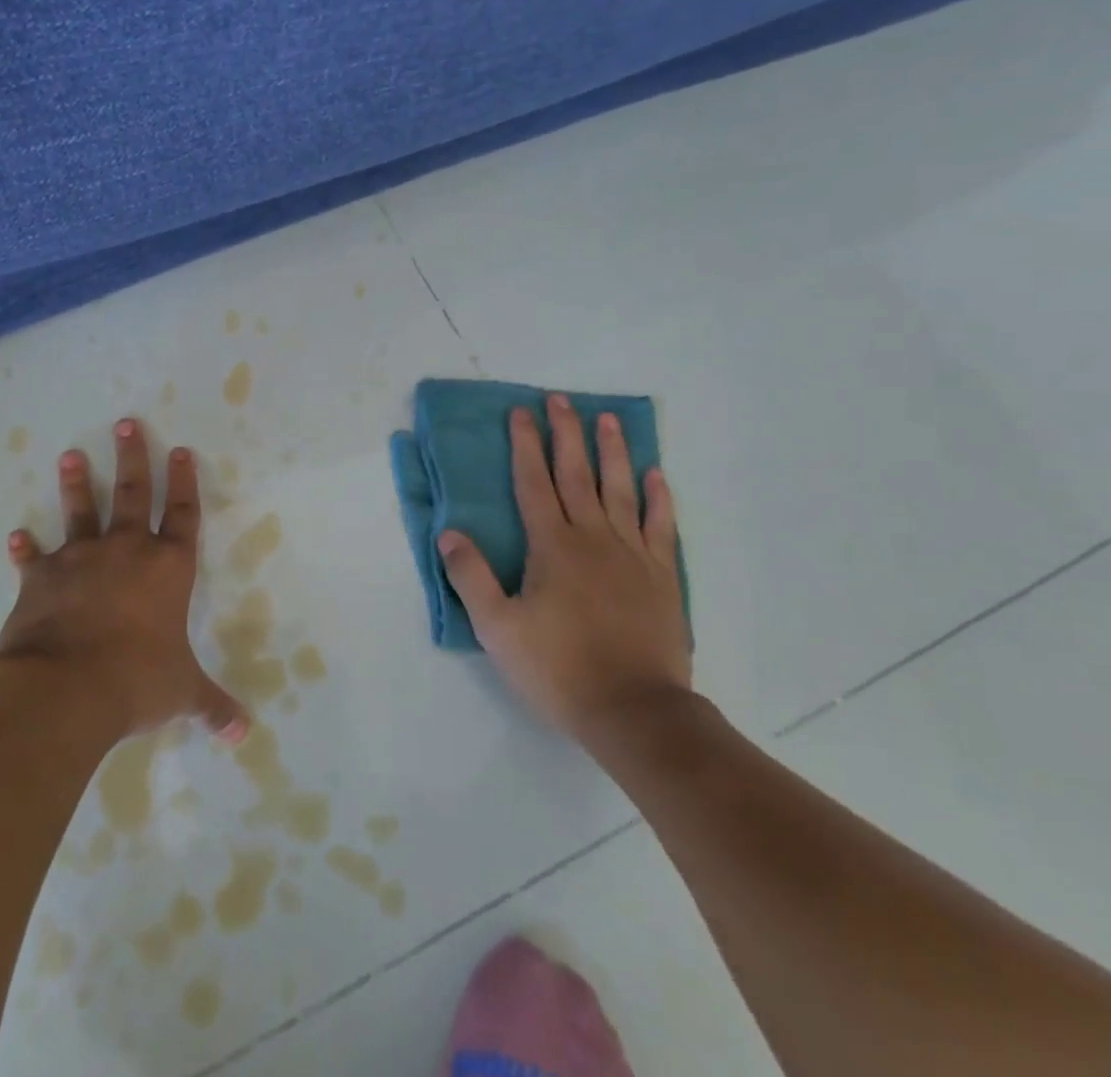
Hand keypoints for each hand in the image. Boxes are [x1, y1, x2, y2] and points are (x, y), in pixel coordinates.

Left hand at [0, 417, 248, 743]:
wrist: (65, 689)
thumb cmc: (135, 681)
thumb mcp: (181, 693)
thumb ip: (212, 706)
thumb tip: (244, 734)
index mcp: (167, 569)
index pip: (183, 514)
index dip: (184, 482)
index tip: (181, 450)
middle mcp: (126, 552)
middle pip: (133, 493)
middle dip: (133, 457)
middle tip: (126, 423)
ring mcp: (81, 560)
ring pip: (81, 511)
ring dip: (77, 483)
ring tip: (70, 455)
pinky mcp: (41, 579)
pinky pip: (34, 559)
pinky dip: (25, 549)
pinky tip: (16, 537)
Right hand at [438, 395, 690, 752]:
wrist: (634, 711)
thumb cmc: (558, 668)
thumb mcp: (497, 628)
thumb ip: (470, 576)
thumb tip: (448, 533)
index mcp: (552, 546)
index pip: (534, 483)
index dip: (525, 445)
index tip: (520, 413)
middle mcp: (593, 538)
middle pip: (576, 474)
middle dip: (565, 433)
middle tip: (559, 399)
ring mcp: (632, 554)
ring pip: (620, 490)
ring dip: (612, 452)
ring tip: (608, 419)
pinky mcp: (662, 577)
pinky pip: (661, 525)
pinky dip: (658, 497)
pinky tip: (655, 475)